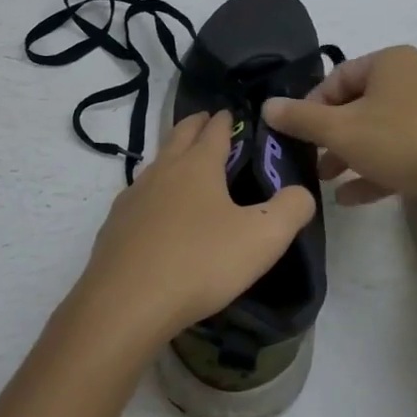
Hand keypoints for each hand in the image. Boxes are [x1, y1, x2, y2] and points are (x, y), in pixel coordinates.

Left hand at [75, 110, 316, 349]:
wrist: (125, 304)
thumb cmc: (199, 263)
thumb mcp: (263, 238)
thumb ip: (291, 210)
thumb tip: (301, 193)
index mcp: (198, 166)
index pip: (214, 131)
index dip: (225, 120)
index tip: (229, 112)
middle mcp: (163, 171)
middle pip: (179, 136)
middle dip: (195, 125)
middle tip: (206, 120)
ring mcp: (133, 197)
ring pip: (156, 164)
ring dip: (171, 155)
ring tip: (183, 163)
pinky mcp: (115, 226)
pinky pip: (138, 197)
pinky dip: (152, 193)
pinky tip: (155, 212)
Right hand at [262, 45, 416, 209]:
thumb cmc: (402, 140)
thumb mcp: (342, 130)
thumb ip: (301, 118)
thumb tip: (267, 106)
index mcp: (390, 62)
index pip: (338, 78)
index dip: (311, 106)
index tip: (297, 134)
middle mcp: (414, 78)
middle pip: (359, 105)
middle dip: (332, 136)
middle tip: (311, 160)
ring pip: (381, 131)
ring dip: (351, 155)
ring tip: (328, 180)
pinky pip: (404, 151)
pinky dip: (378, 169)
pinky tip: (353, 198)